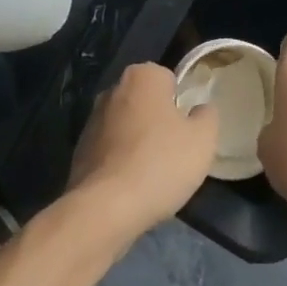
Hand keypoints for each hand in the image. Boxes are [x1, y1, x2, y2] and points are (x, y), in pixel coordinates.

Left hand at [68, 63, 217, 246]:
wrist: (105, 209)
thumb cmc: (160, 164)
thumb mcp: (203, 140)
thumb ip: (207, 116)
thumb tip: (200, 109)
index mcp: (142, 76)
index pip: (170, 80)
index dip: (181, 105)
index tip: (187, 131)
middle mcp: (113, 89)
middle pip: (146, 102)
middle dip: (158, 122)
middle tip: (174, 152)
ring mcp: (91, 120)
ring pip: (127, 127)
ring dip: (138, 143)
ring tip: (153, 175)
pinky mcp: (79, 151)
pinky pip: (110, 151)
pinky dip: (120, 163)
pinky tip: (131, 187)